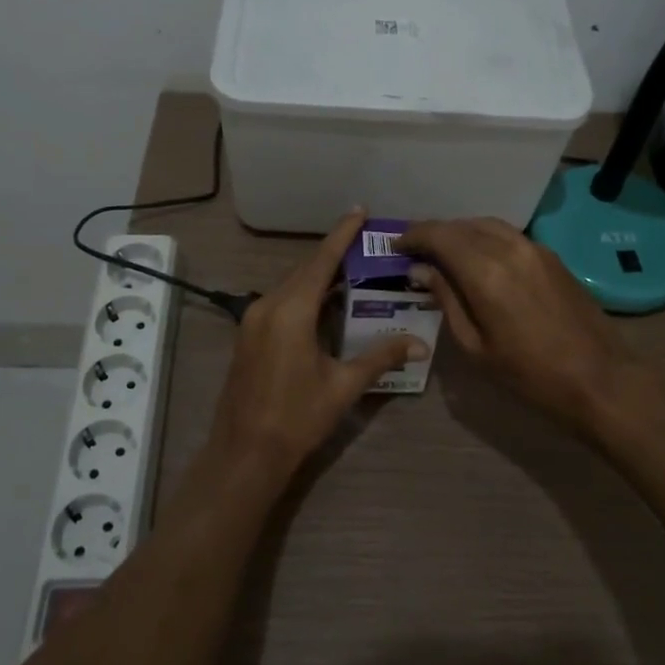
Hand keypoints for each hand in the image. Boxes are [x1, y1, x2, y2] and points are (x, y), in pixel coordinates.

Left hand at [210, 209, 427, 477]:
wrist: (244, 454)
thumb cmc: (296, 418)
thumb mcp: (343, 386)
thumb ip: (380, 357)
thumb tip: (420, 343)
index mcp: (291, 311)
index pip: (321, 262)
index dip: (342, 235)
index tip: (359, 210)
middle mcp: (268, 306)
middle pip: (305, 270)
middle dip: (334, 255)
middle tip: (366, 245)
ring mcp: (253, 320)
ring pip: (292, 286)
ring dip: (320, 277)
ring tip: (353, 272)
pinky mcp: (248, 336)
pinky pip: (281, 302)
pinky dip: (305, 296)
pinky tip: (326, 305)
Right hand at [396, 218, 664, 439]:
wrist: (601, 379)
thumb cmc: (531, 374)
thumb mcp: (476, 346)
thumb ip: (446, 300)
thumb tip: (422, 270)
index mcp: (485, 272)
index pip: (440, 236)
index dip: (414, 236)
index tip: (396, 246)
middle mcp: (509, 248)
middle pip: (461, 225)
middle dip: (434, 233)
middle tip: (414, 250)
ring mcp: (534, 248)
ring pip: (486, 225)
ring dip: (460, 232)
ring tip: (442, 251)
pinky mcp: (551, 255)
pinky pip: (507, 234)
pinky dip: (484, 237)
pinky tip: (477, 257)